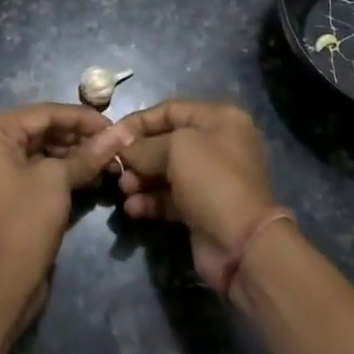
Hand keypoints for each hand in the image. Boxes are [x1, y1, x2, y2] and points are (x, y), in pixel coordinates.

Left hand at [0, 105, 128, 320]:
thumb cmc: (23, 223)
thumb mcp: (58, 181)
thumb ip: (88, 154)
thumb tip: (122, 132)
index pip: (45, 113)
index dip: (83, 118)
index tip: (116, 126)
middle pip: (44, 130)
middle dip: (80, 138)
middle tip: (116, 147)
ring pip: (44, 152)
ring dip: (76, 156)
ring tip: (110, 163)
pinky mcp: (8, 194)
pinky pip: (39, 172)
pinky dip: (64, 173)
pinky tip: (93, 179)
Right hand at [111, 100, 280, 290]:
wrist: (242, 244)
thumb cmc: (212, 180)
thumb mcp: (177, 148)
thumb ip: (145, 145)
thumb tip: (123, 148)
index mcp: (220, 120)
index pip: (171, 110)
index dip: (140, 121)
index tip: (112, 135)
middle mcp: (217, 145)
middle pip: (167, 142)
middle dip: (138, 154)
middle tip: (115, 167)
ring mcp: (210, 179)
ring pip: (166, 172)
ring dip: (141, 179)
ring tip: (124, 190)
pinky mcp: (202, 209)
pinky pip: (170, 198)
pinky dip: (150, 201)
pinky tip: (133, 209)